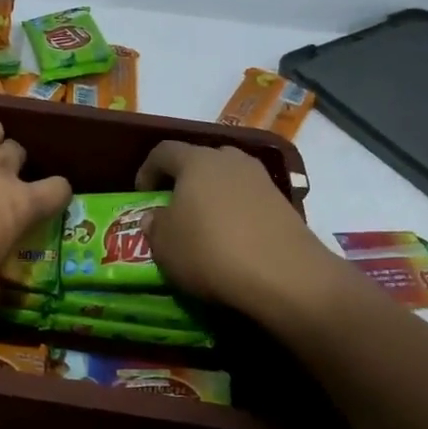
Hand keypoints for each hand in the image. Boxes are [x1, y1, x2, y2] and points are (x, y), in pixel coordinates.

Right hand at [135, 141, 344, 320]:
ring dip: (213, 198)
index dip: (147, 170)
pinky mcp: (284, 204)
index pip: (163, 151)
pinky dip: (236, 215)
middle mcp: (231, 160)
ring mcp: (262, 180)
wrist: (285, 277)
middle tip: (174, 208)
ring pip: (228, 180)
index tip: (142, 195)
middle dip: (184, 181)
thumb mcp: (164, 246)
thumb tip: (157, 217)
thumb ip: (155, 226)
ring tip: (204, 227)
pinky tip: (232, 242)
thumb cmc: (210, 252)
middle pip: (200, 160)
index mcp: (196, 161)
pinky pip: (249, 201)